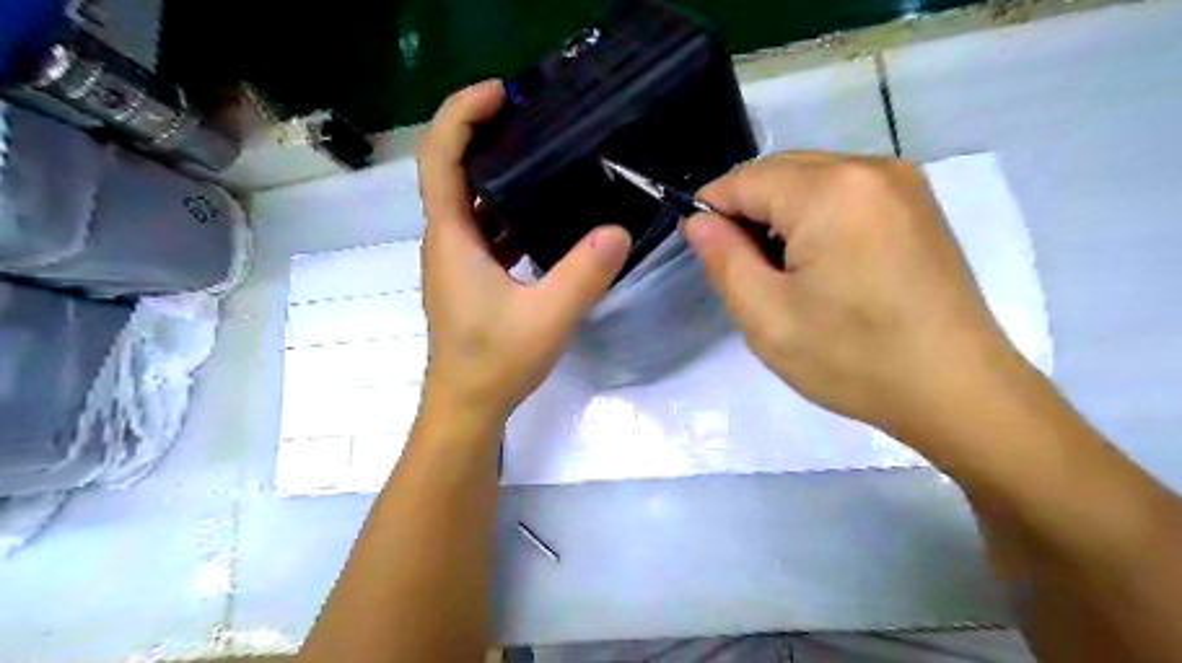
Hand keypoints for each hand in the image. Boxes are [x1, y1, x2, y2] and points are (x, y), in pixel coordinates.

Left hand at [417, 80, 636, 425]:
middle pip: (453, 170)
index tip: (501, 93)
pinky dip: (508, 211)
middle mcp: (447, 240)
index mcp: (452, 238)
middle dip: (486, 134)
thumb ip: (584, 273)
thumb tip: (620, 230)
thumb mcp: (548, 317)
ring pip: (472, 201)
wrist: (467, 407)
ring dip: (500, 173)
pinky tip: (545, 214)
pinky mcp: (472, 276)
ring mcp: (458, 259)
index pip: (439, 157)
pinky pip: (486, 229)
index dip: (461, 114)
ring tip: (545, 155)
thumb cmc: (495, 363)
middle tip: (534, 116)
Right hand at [685, 153, 1026, 439]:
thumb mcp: (766, 316)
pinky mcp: (917, 204)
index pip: (743, 180)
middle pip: (779, 173)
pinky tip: (822, 265)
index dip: (712, 213)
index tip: (708, 256)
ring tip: (785, 275)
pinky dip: (816, 219)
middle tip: (747, 273)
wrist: (957, 391)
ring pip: (810, 181)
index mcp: (830, 190)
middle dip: (748, 214)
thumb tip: (699, 221)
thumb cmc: (853, 358)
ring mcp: (901, 182)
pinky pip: (843, 193)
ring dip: (782, 218)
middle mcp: (869, 167)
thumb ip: (723, 258)